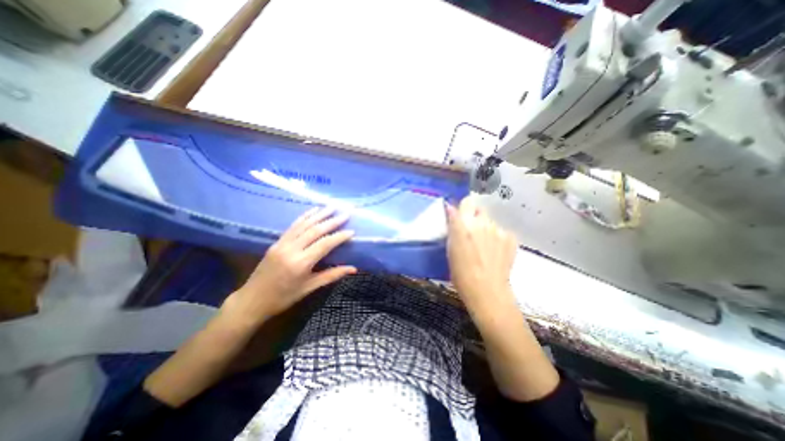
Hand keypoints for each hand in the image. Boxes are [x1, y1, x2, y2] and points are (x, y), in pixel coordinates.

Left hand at [225, 207, 358, 324]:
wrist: (251, 301)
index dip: (339, 236)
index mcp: (301, 263)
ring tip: (332, 206)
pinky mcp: (277, 242)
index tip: (352, 231)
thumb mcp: (309, 288)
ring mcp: (282, 243)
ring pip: (304, 224)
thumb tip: (353, 268)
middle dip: (332, 221)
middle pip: (315, 230)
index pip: (325, 244)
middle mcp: (291, 249)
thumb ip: (332, 275)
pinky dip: (304, 216)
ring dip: (320, 214)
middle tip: (346, 213)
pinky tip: (313, 210)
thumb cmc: (283, 298)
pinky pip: (293, 226)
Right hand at [444, 196, 519, 315]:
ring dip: (486, 229)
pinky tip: (496, 253)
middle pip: (479, 210)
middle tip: (472, 233)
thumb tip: (451, 209)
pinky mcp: (510, 237)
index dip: (464, 208)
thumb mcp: (450, 248)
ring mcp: (498, 229)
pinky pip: (501, 232)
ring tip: (485, 247)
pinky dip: (498, 238)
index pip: (467, 201)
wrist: (487, 291)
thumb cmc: (461, 273)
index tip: (462, 216)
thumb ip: (453, 226)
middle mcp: (481, 222)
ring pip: (490, 222)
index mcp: (463, 224)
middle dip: (475, 217)